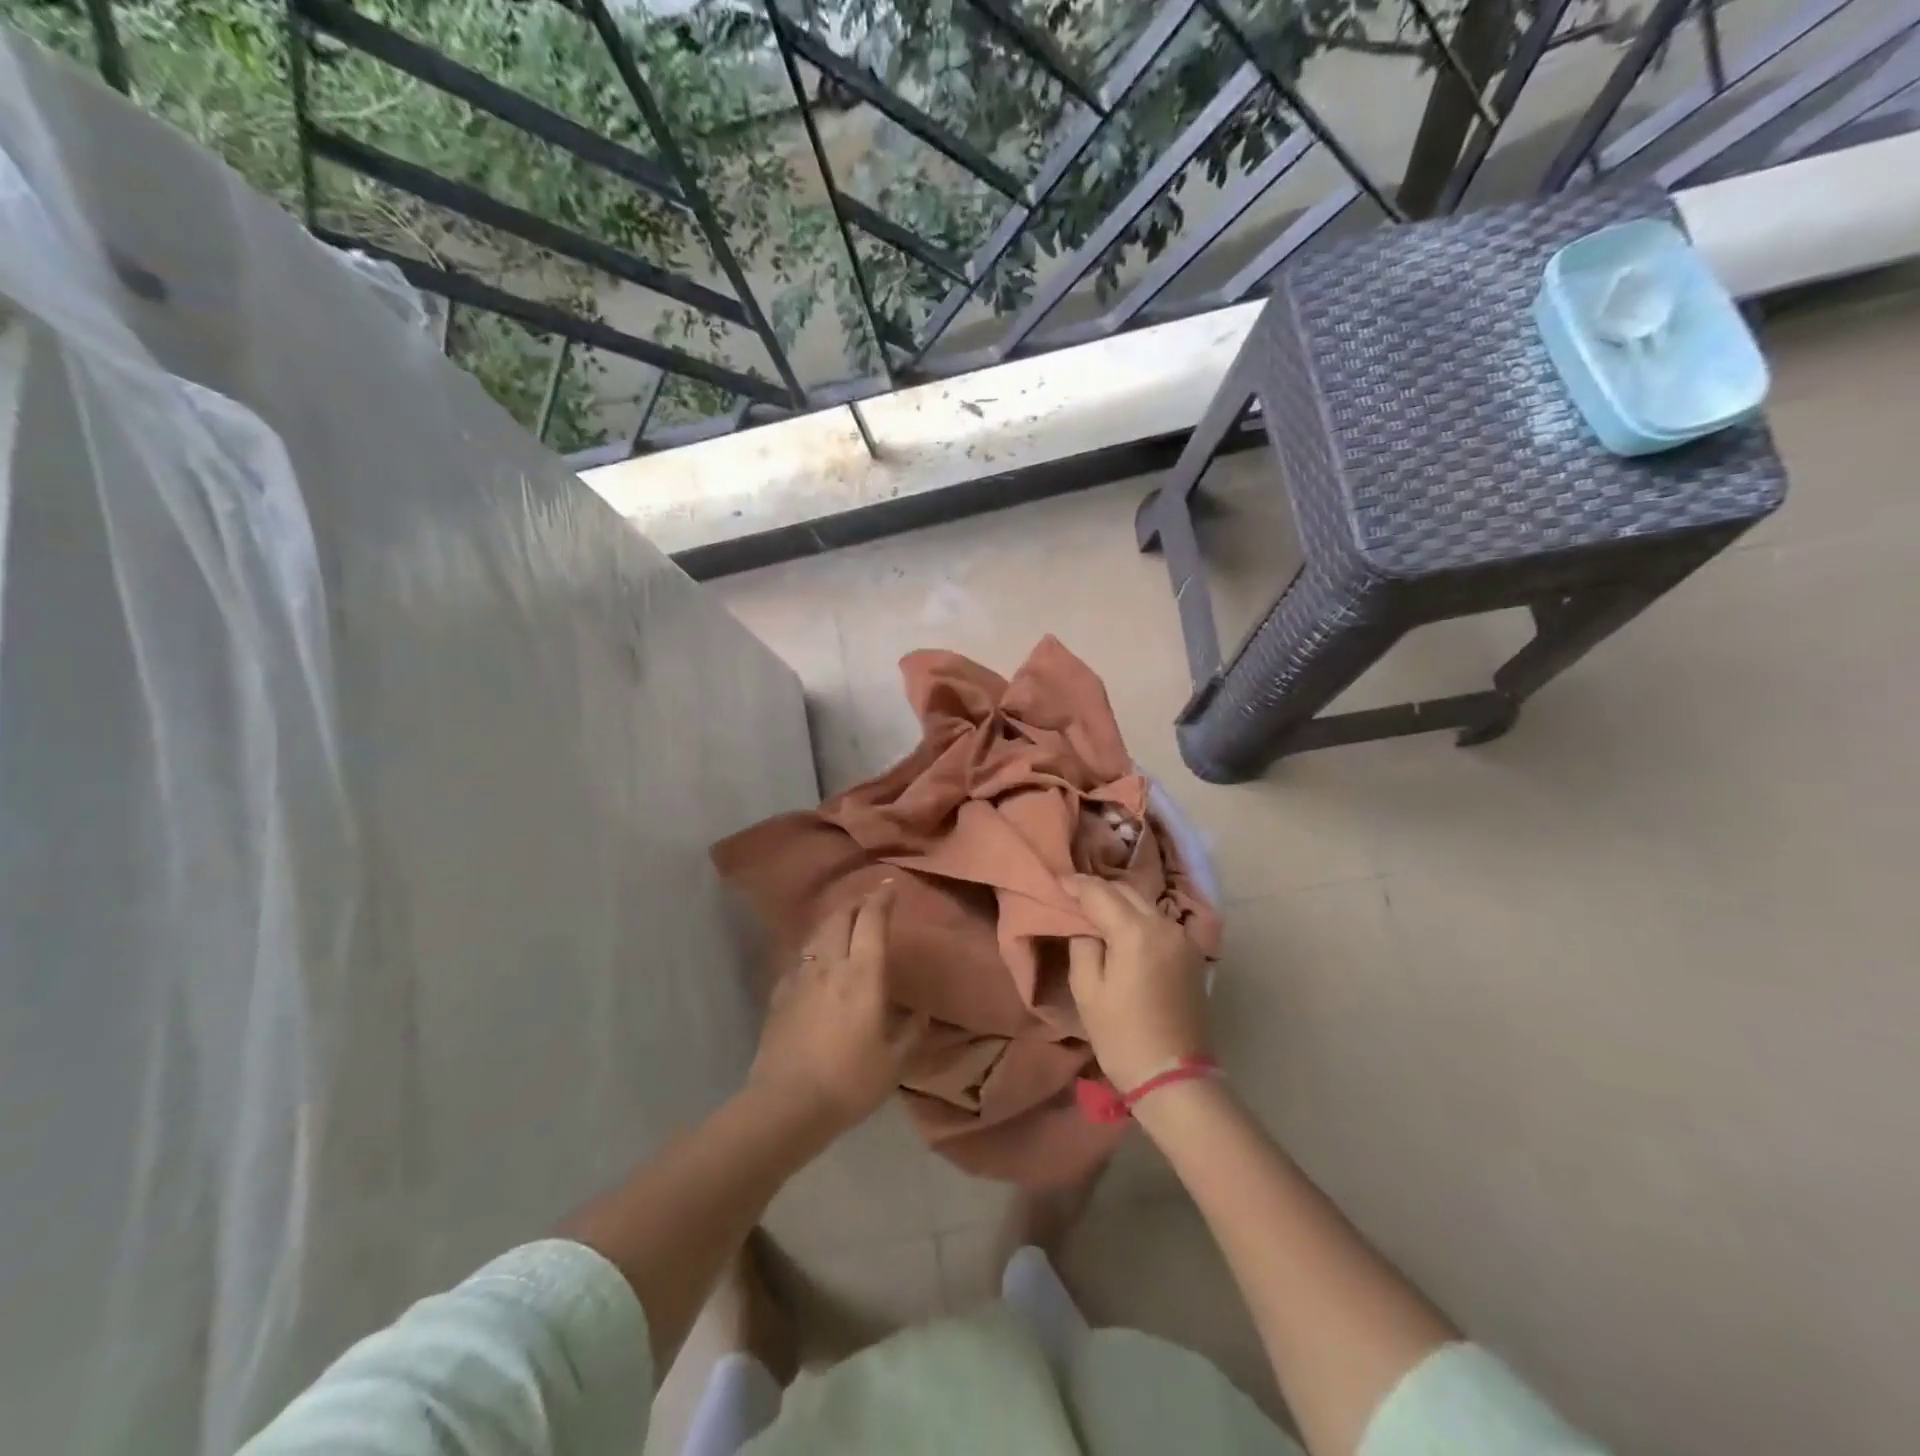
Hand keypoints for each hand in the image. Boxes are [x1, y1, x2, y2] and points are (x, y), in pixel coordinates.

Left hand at [747, 882, 921, 1137]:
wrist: (786, 1105)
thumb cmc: (849, 1083)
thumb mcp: (894, 1063)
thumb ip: (912, 1033)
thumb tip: (922, 1013)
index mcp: (862, 975)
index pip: (871, 922)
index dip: (881, 900)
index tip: (890, 888)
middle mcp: (829, 966)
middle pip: (840, 918)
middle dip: (855, 903)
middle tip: (868, 902)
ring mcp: (800, 978)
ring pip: (816, 934)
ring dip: (832, 921)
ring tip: (843, 922)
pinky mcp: (779, 995)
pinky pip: (798, 959)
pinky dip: (812, 949)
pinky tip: (814, 961)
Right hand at [1064, 875, 1211, 1092]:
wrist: (1174, 1077)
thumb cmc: (1122, 1036)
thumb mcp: (1088, 990)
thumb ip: (1083, 946)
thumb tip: (1087, 928)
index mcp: (1136, 931)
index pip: (1100, 893)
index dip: (1076, 884)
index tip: (1058, 882)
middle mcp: (1164, 925)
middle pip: (1127, 891)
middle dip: (1099, 890)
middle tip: (1074, 896)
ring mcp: (1183, 939)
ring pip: (1145, 905)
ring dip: (1120, 903)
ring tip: (1096, 911)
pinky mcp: (1192, 955)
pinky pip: (1159, 923)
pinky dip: (1138, 919)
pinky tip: (1124, 930)